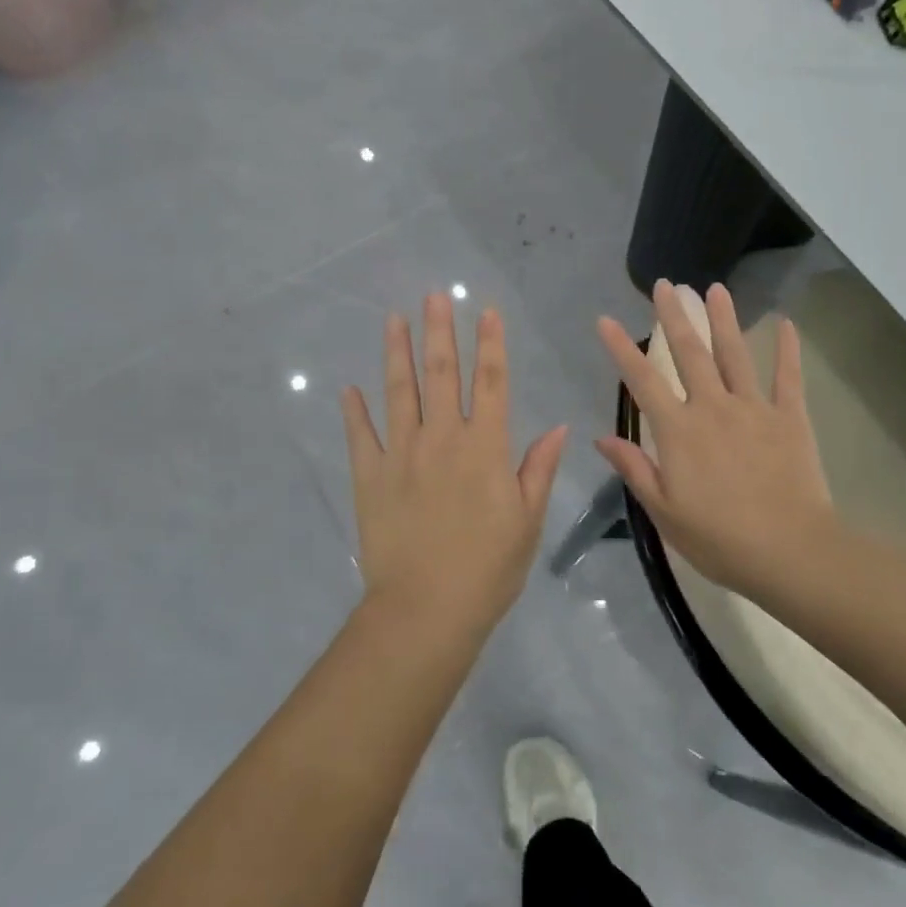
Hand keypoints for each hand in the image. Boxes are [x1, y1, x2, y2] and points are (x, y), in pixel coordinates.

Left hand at [341, 293, 568, 634]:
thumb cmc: (488, 569)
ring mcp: (401, 455)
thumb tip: (557, 427)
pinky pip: (361, 435)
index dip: (490, 344)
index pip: (491, 383)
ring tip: (394, 320)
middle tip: (433, 296)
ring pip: (399, 393)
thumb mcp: (527, 521)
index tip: (486, 311)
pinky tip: (348, 388)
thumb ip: (538, 469)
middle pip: (442, 375)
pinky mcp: (369, 477)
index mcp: (484, 448)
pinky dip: (354, 411)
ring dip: (397, 354)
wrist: (426, 610)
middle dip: (439, 332)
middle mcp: (442, 439)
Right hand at [595, 280, 840, 603]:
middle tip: (666, 284)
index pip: (642, 381)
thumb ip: (635, 469)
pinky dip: (787, 350)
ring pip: (734, 354)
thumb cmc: (720, 539)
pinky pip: (788, 377)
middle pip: (689, 353)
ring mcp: (754, 409)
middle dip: (675, 315)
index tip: (606, 320)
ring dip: (723, 319)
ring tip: (715, 288)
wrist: (791, 553)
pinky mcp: (790, 419)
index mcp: (679, 431)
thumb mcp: (665, 512)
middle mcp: (713, 408)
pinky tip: (786, 323)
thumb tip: (601, 438)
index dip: (621, 349)